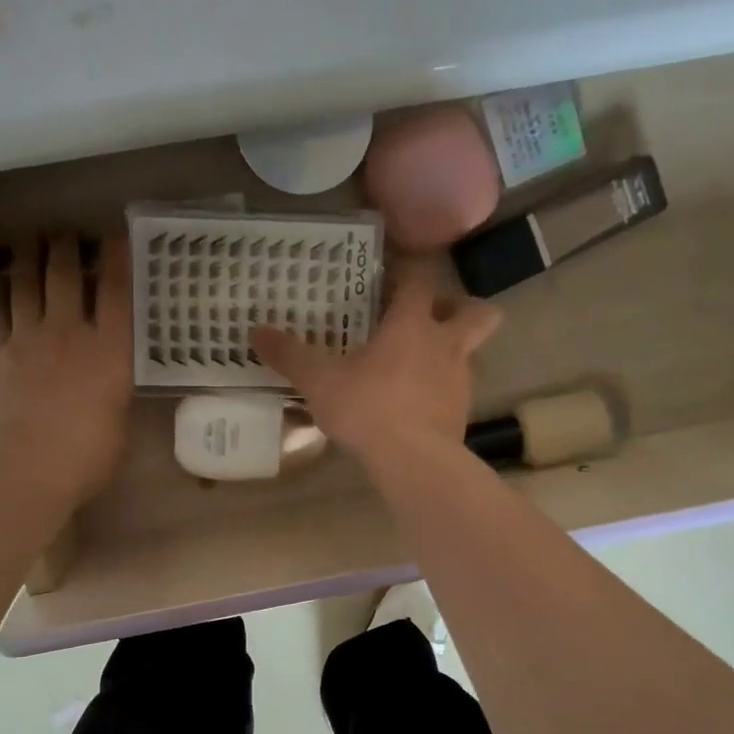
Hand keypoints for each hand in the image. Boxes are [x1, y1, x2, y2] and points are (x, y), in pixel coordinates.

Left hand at [0, 234, 133, 505]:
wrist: (26, 464)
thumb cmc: (87, 454)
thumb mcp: (118, 424)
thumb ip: (114, 397)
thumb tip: (107, 393)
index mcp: (110, 351)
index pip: (117, 293)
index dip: (117, 260)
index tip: (115, 236)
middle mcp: (69, 332)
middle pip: (65, 276)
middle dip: (66, 248)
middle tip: (65, 234)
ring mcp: (27, 338)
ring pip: (25, 283)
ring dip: (28, 258)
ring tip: (28, 242)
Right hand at [250, 255, 499, 467]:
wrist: (414, 461)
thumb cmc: (368, 408)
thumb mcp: (319, 381)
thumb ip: (290, 355)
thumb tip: (255, 331)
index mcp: (412, 324)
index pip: (420, 279)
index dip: (407, 272)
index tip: (390, 276)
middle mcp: (445, 345)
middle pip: (477, 311)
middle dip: (459, 308)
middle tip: (428, 318)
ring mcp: (460, 380)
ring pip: (469, 353)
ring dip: (449, 351)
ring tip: (415, 366)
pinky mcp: (462, 413)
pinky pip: (456, 390)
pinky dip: (440, 390)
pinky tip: (414, 405)